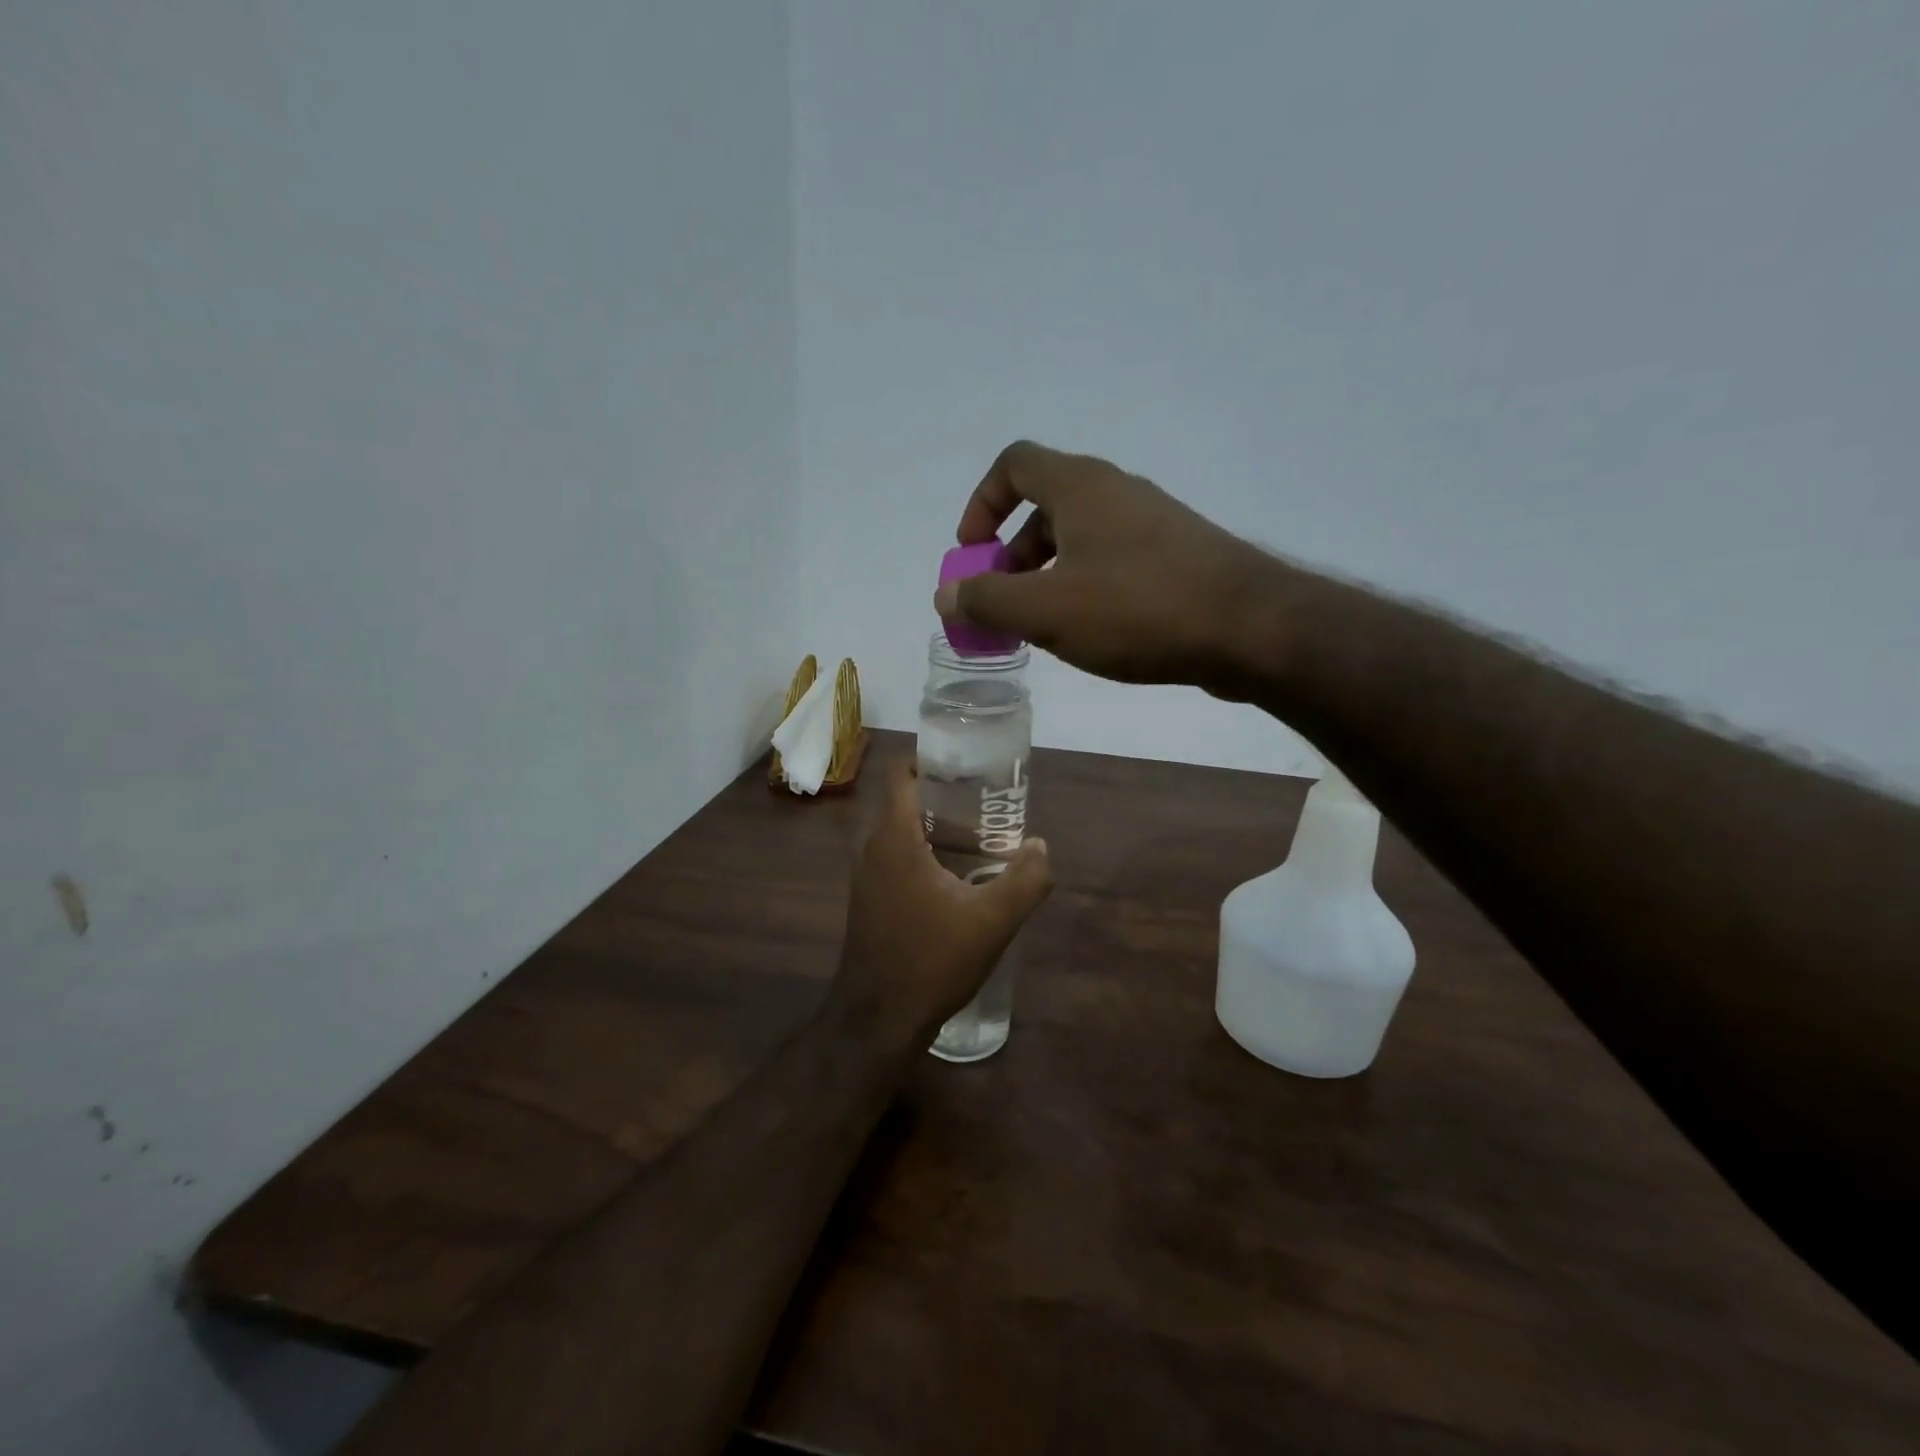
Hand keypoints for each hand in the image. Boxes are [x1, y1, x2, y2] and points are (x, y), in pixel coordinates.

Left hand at [832, 761, 1053, 1051]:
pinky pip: (897, 858)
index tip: (968, 765)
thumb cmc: (931, 961)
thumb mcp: (991, 922)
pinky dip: (924, 853)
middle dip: (945, 795)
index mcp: (894, 838)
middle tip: (987, 802)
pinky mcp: (869, 900)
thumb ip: (1025, 880)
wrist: (877, 1020)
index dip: (931, 760)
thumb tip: (1040, 847)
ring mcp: (866, 876)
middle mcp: (872, 848)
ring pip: (900, 832)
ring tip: (981, 836)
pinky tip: (958, 878)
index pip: (902, 774)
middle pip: (905, 801)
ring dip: (936, 827)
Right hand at [933, 441, 1277, 694]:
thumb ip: (987, 599)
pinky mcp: (1178, 555)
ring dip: (1048, 574)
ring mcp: (1153, 522)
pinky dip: (1086, 586)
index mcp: (1080, 486)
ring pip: (1081, 537)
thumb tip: (946, 593)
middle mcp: (1116, 491)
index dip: (981, 503)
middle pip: (1045, 505)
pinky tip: (1091, 633)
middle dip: (1012, 554)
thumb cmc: (1136, 610)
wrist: (1250, 629)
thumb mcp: (1046, 610)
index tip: (973, 555)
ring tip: (1043, 627)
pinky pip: (1114, 560)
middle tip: (1004, 602)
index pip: (1014, 464)